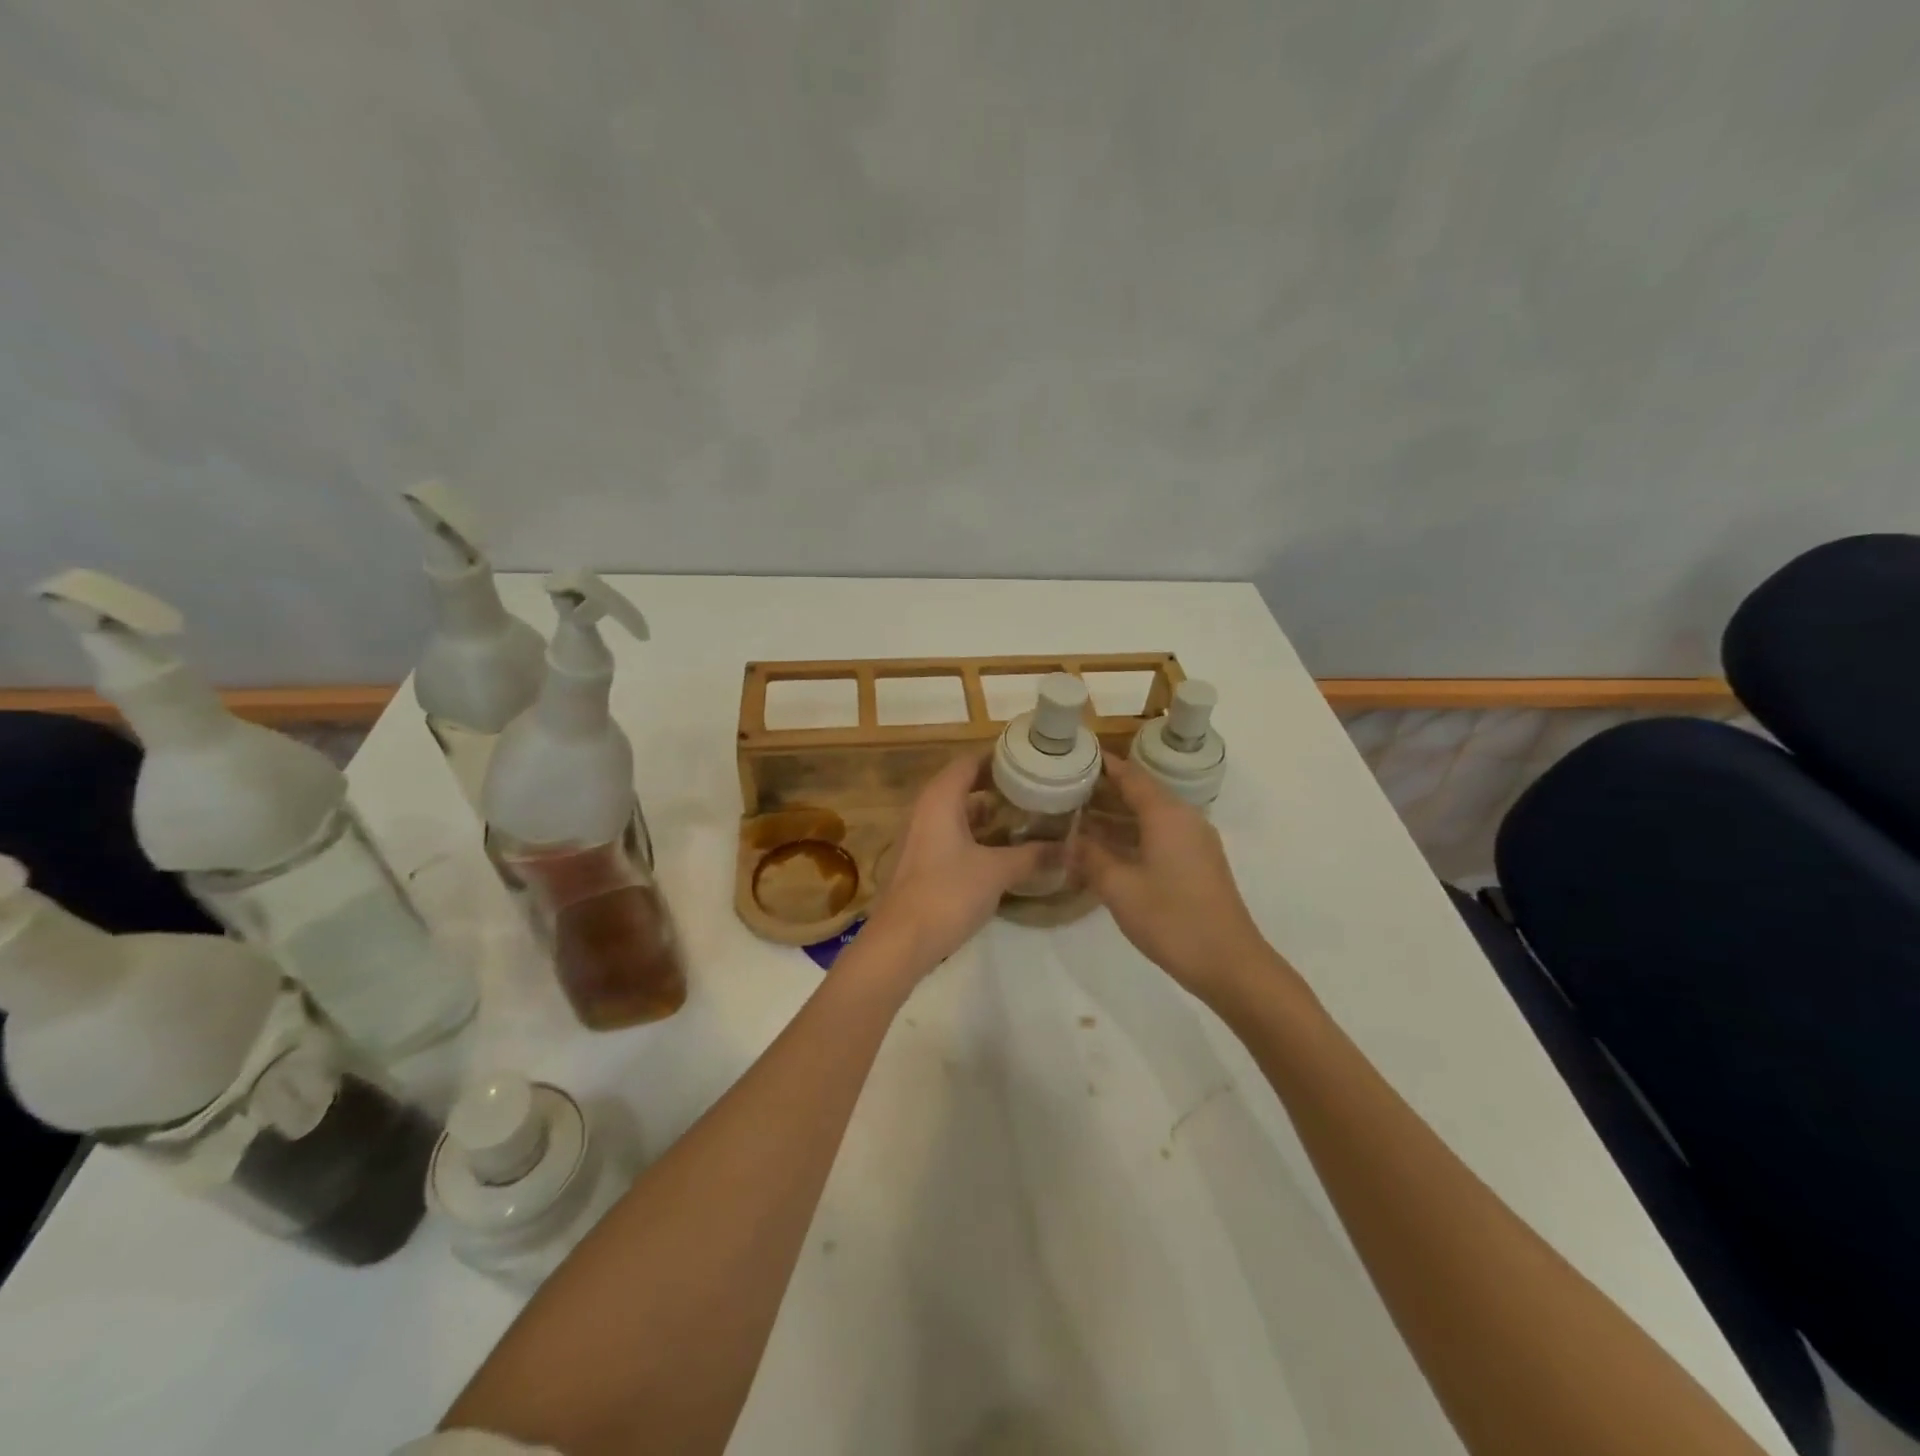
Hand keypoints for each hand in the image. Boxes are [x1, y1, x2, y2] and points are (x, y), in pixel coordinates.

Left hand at [860, 755, 1046, 976]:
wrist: (902, 941)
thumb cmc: (948, 894)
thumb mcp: (997, 872)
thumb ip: (1033, 856)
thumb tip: (1070, 849)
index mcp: (941, 798)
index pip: (970, 761)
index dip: (1000, 757)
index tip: (1032, 760)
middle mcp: (927, 809)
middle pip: (965, 784)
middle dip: (999, 785)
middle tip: (1036, 787)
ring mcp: (922, 835)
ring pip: (959, 811)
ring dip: (990, 812)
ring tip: (1028, 814)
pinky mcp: (923, 860)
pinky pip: (954, 834)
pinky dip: (978, 834)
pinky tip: (1005, 848)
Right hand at [1081, 755, 1272, 1006]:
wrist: (1230, 963)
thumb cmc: (1171, 919)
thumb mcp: (1119, 887)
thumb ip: (1090, 858)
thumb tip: (1069, 841)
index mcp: (1166, 814)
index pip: (1130, 775)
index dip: (1102, 765)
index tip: (1073, 758)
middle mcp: (1183, 819)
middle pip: (1141, 792)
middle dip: (1104, 791)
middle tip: (1065, 791)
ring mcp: (1194, 842)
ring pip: (1149, 816)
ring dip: (1116, 816)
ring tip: (1077, 818)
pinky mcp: (1197, 863)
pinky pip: (1159, 835)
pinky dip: (1131, 835)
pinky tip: (1105, 850)